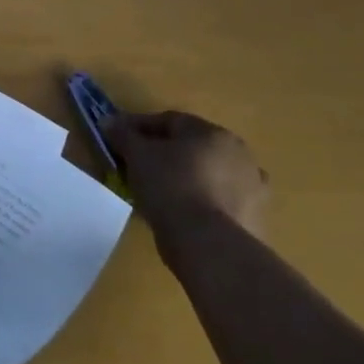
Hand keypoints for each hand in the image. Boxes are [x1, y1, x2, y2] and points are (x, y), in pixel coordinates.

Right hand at [105, 110, 268, 255]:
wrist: (209, 243)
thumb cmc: (170, 186)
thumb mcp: (137, 156)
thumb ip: (123, 134)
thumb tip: (108, 121)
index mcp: (212, 133)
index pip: (169, 120)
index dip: (139, 126)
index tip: (117, 138)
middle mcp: (239, 153)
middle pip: (192, 146)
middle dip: (164, 152)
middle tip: (137, 165)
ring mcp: (252, 187)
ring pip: (207, 174)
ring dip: (185, 177)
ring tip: (158, 192)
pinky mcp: (254, 217)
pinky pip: (218, 200)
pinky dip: (200, 201)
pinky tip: (181, 213)